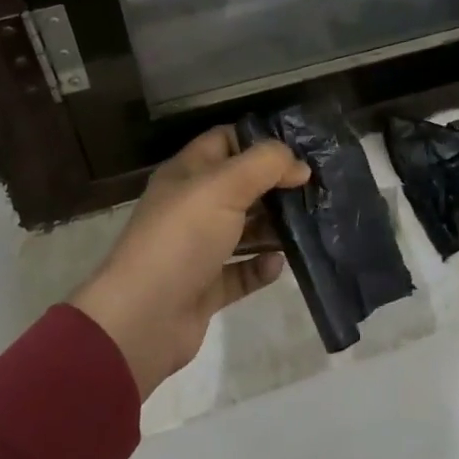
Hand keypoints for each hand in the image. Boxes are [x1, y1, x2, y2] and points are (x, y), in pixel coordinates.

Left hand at [70, 127, 309, 398]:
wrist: (143, 318)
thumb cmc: (182, 238)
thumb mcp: (224, 187)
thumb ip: (265, 165)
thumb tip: (299, 164)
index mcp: (187, 174)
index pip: (225, 141)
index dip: (259, 140)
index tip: (299, 149)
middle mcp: (191, 207)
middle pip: (240, 186)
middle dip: (275, 185)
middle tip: (315, 188)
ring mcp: (198, 249)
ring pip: (244, 229)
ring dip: (274, 227)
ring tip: (309, 225)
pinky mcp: (206, 287)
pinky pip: (242, 271)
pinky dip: (261, 267)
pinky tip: (278, 264)